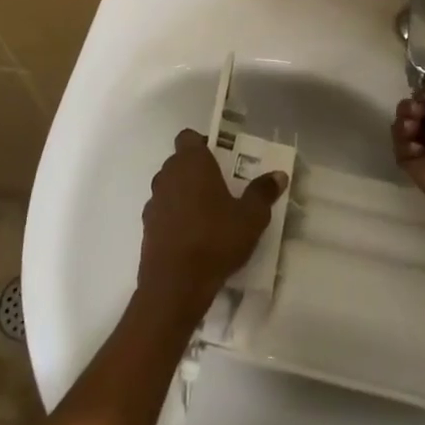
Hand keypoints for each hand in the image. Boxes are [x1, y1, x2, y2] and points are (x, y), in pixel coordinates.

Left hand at [137, 130, 285, 320]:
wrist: (174, 286)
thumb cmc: (215, 240)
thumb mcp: (251, 218)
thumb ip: (263, 193)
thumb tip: (278, 175)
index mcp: (191, 163)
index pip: (188, 137)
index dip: (203, 143)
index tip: (221, 159)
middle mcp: (167, 176)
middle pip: (179, 162)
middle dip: (197, 170)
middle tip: (222, 187)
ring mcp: (153, 202)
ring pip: (170, 187)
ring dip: (185, 194)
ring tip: (209, 214)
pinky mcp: (146, 228)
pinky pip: (163, 211)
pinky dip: (175, 217)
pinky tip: (193, 236)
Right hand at [391, 96, 424, 230]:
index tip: (424, 97)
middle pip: (420, 117)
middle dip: (412, 107)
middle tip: (414, 108)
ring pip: (407, 131)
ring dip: (404, 120)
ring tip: (412, 124)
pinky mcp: (417, 171)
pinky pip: (402, 151)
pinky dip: (402, 142)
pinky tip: (415, 144)